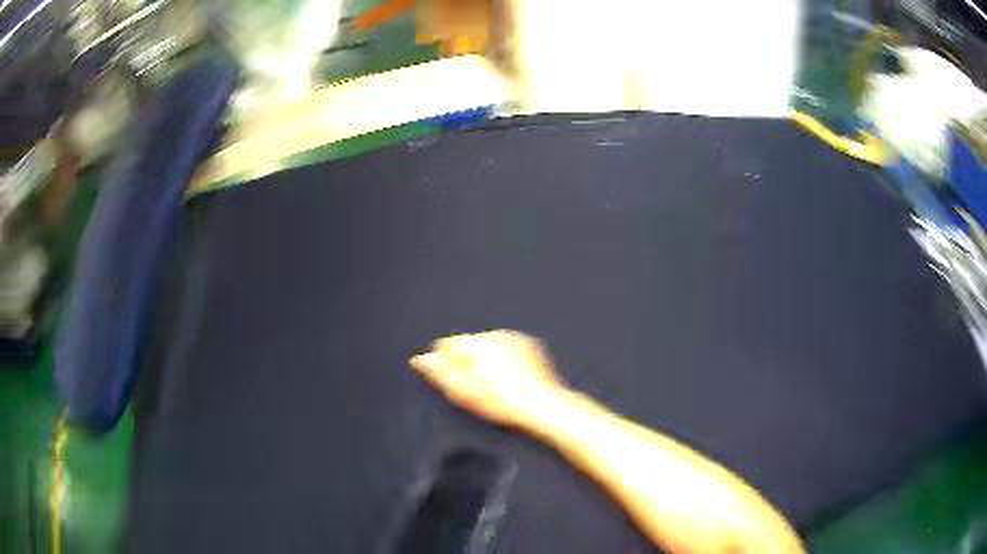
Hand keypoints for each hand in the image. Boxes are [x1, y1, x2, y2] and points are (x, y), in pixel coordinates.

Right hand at [410, 330, 565, 426]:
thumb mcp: (463, 393)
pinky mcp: (531, 345)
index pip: (446, 344)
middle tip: (475, 387)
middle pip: (469, 344)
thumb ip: (440, 373)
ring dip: (486, 359)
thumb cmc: (501, 404)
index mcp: (475, 344)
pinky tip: (510, 379)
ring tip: (494, 386)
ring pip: (489, 345)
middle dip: (467, 360)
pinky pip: (508, 348)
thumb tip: (419, 359)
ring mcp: (515, 338)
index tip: (453, 381)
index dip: (445, 363)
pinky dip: (505, 359)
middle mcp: (494, 335)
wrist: (542, 407)